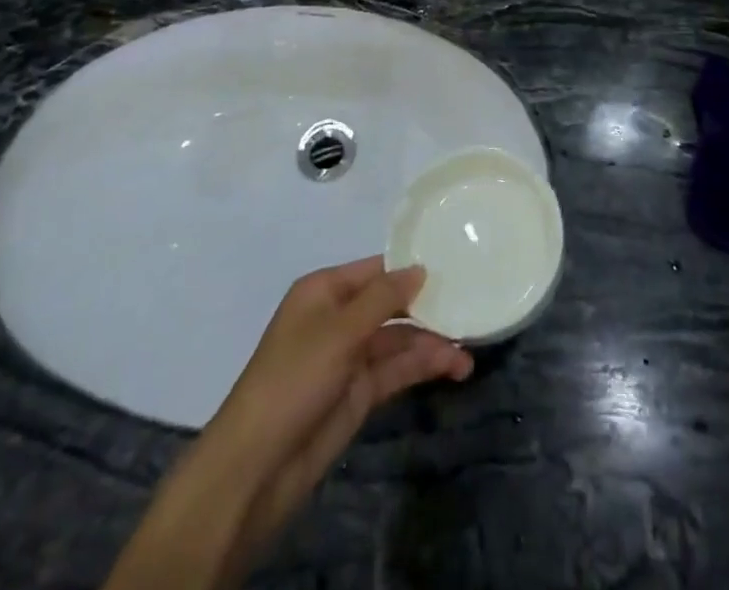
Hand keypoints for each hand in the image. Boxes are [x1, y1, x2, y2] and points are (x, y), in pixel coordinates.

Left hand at [193, 259, 470, 584]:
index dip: (411, 267)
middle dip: (428, 306)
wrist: (257, 467)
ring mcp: (349, 357)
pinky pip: (397, 370)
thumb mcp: (339, 330)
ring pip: (399, 339)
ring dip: (431, 342)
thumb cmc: (294, 378)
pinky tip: (453, 367)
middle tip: (471, 304)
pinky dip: (423, 366)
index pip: (376, 269)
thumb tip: (420, 268)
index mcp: (324, 291)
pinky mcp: (359, 393)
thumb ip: (384, 297)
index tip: (454, 262)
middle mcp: (339, 318)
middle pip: (391, 303)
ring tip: (468, 349)